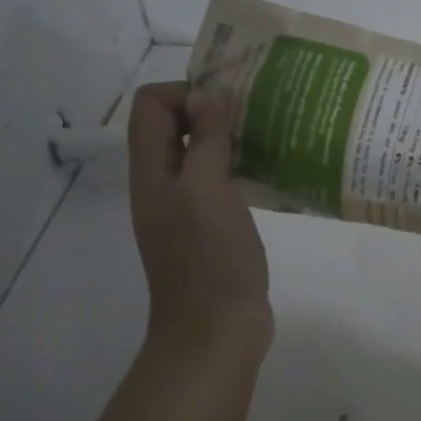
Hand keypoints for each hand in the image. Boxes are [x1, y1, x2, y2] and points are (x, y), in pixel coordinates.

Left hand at [127, 82, 272, 356]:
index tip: (229, 104)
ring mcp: (185, 206)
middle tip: (256, 114)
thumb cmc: (210, 257)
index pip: (151, 104)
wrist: (215, 329)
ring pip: (198, 152)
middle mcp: (162, 183)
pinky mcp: (210, 226)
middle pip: (173, 125)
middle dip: (211, 109)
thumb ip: (206, 141)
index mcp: (151, 171)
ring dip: (227, 137)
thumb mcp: (208, 190)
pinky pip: (218, 179)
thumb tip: (205, 96)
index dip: (186, 92)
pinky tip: (269, 170)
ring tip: (268, 135)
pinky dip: (238, 165)